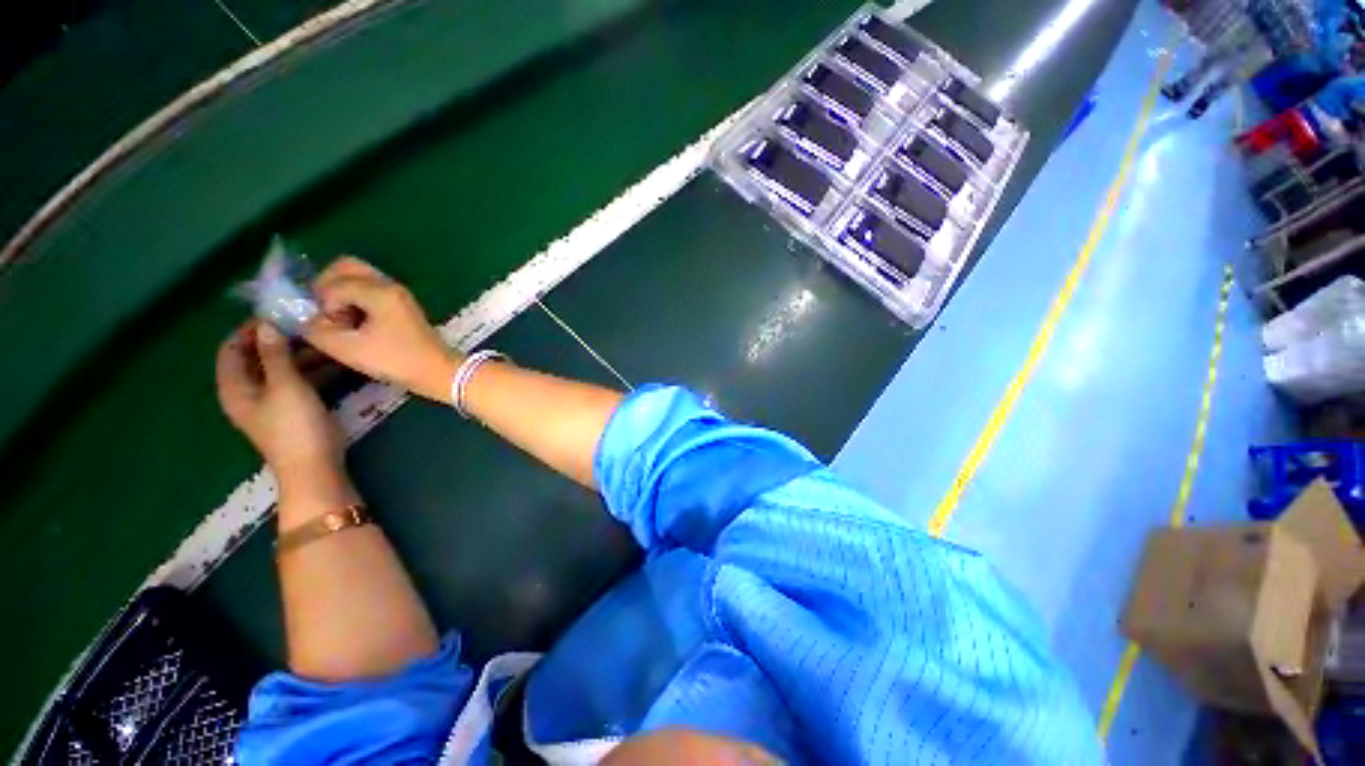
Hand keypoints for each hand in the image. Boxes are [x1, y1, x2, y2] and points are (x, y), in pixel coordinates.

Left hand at [216, 322, 346, 485]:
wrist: (314, 466)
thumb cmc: (294, 426)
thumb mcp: (286, 386)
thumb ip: (276, 355)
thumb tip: (268, 323)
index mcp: (236, 386)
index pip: (232, 349)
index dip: (249, 329)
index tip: (277, 314)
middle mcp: (249, 391)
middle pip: (258, 357)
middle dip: (281, 339)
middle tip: (309, 325)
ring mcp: (273, 401)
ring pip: (282, 368)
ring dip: (301, 354)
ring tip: (327, 340)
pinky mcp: (295, 408)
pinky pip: (299, 380)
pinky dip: (313, 369)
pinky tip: (335, 361)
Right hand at [305, 257, 458, 402]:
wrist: (438, 372)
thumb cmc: (396, 361)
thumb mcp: (348, 349)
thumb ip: (316, 330)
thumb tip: (300, 319)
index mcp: (380, 291)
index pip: (333, 284)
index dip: (322, 305)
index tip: (329, 326)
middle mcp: (390, 285)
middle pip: (346, 267)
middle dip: (326, 285)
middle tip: (324, 312)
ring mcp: (398, 294)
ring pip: (358, 277)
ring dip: (341, 292)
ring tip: (340, 319)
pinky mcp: (401, 305)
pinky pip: (370, 290)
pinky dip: (355, 298)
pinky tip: (355, 322)